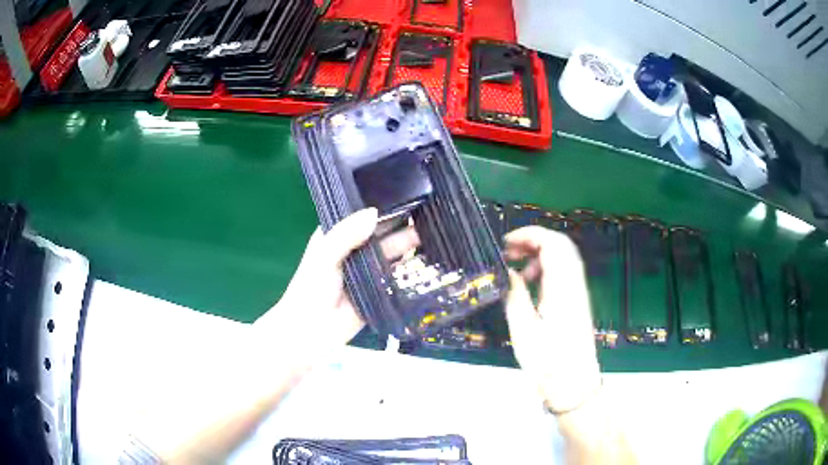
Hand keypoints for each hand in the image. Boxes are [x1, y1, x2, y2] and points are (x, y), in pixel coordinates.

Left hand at [253, 208, 418, 365]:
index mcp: (339, 236)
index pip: (364, 216)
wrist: (311, 332)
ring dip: (410, 246)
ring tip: (435, 234)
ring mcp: (369, 271)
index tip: (409, 194)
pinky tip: (430, 259)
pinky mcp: (379, 290)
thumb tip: (375, 213)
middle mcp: (356, 249)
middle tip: (430, 215)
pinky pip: (396, 277)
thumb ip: (346, 234)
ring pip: (392, 254)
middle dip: (403, 225)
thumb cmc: (311, 289)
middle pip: (383, 234)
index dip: (383, 206)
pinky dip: (410, 269)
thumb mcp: (324, 256)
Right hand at [503, 226, 601, 413]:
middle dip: (534, 240)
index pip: (552, 243)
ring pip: (563, 257)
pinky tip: (531, 285)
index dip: (529, 235)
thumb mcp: (523, 329)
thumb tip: (508, 271)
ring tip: (517, 269)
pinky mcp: (577, 302)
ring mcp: (578, 292)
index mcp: (562, 286)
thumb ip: (515, 294)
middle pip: (560, 245)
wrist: (573, 384)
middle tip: (509, 251)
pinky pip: (564, 273)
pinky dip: (546, 269)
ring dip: (539, 254)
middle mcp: (574, 283)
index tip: (506, 242)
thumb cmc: (547, 361)